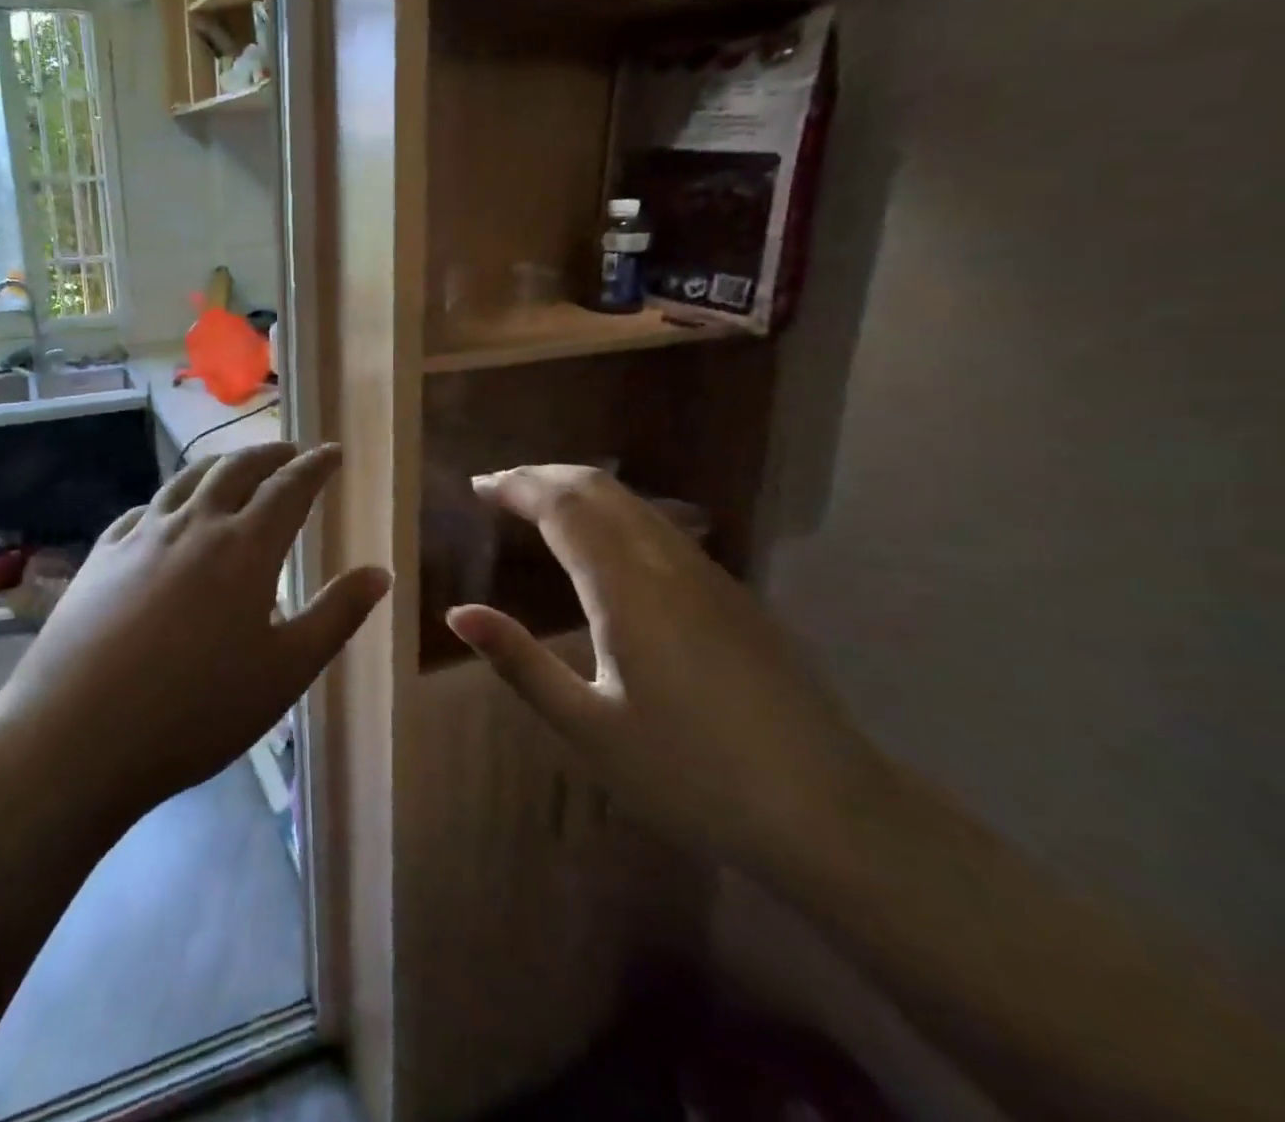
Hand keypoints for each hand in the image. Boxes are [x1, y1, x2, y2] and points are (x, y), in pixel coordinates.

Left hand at [0, 443, 390, 822]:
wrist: (75, 738)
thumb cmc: (196, 711)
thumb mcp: (285, 672)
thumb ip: (336, 616)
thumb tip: (379, 572)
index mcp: (245, 548)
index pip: (290, 487)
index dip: (316, 465)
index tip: (333, 452)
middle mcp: (195, 525)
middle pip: (238, 469)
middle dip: (271, 454)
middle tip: (292, 453)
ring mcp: (142, 536)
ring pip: (188, 478)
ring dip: (221, 464)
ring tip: (237, 467)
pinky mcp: (102, 556)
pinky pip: (145, 508)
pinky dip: (172, 497)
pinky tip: (169, 512)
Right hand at [446, 466, 884, 870]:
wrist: (829, 812)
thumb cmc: (690, 775)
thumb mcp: (588, 727)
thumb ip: (519, 662)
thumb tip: (458, 613)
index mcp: (625, 587)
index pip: (561, 505)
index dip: (516, 486)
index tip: (477, 486)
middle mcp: (666, 560)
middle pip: (598, 487)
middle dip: (543, 475)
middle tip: (500, 488)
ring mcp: (707, 573)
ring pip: (633, 501)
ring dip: (579, 489)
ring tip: (539, 505)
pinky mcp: (731, 592)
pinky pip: (659, 525)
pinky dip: (613, 512)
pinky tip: (603, 545)